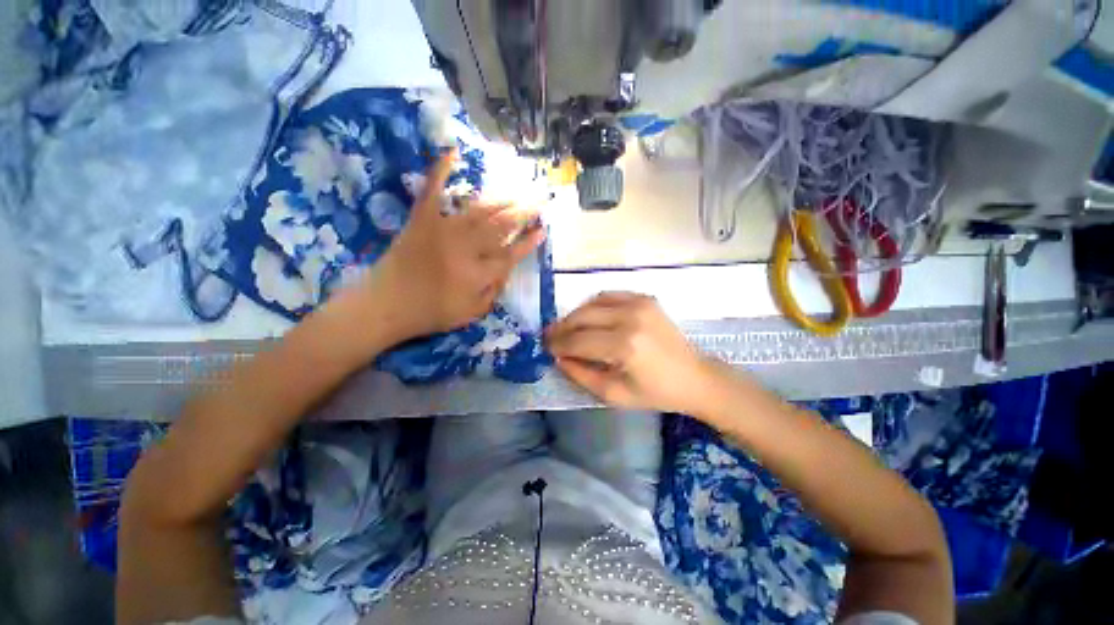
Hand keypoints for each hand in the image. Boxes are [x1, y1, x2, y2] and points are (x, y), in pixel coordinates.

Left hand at [360, 151, 544, 339]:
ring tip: (517, 192)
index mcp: (478, 273)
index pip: (511, 254)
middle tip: (538, 201)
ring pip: (479, 210)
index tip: (542, 231)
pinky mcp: (421, 220)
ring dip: (500, 199)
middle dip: (522, 213)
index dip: (528, 242)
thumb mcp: (471, 313)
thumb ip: (493, 292)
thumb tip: (507, 270)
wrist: (385, 305)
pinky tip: (452, 152)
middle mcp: (465, 248)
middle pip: (500, 227)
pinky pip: (432, 191)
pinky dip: (441, 171)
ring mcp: (442, 230)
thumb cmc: (431, 313)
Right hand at [546, 292, 722, 414]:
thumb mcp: (614, 394)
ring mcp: (639, 303)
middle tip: (549, 337)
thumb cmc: (656, 392)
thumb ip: (581, 375)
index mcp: (625, 346)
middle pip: (582, 317)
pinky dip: (593, 305)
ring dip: (575, 315)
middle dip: (561, 328)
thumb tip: (558, 357)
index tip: (544, 347)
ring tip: (566, 328)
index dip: (558, 344)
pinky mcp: (645, 298)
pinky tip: (588, 317)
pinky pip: (609, 295)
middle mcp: (630, 317)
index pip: (578, 341)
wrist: (694, 376)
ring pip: (592, 303)